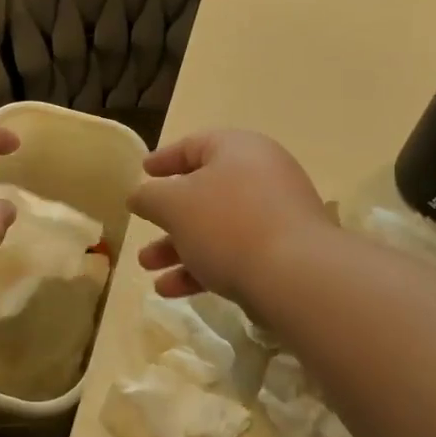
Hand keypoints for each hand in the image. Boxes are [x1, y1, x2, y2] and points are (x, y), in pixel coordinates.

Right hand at [130, 130, 332, 304]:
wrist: (296, 275)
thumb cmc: (227, 224)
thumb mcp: (173, 205)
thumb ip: (149, 197)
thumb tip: (140, 195)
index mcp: (237, 150)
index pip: (194, 145)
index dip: (164, 159)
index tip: (143, 171)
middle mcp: (260, 176)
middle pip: (204, 192)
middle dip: (168, 217)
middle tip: (142, 231)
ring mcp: (275, 216)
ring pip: (216, 228)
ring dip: (178, 248)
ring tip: (148, 269)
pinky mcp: (282, 253)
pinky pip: (234, 253)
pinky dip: (202, 268)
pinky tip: (172, 290)